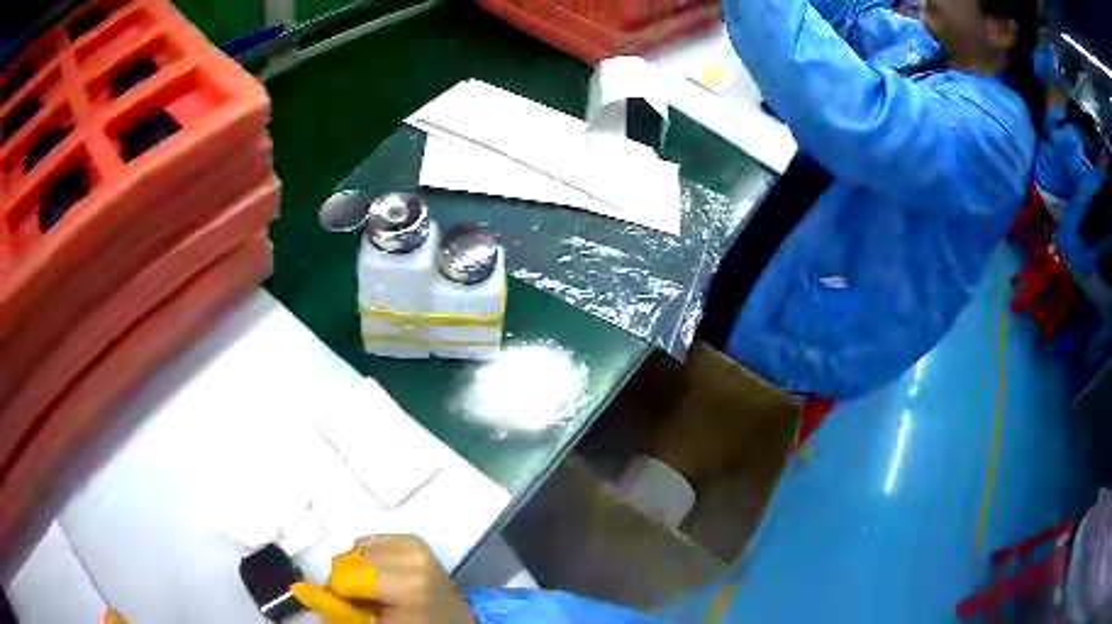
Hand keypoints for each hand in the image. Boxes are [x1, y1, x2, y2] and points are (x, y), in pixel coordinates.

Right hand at [292, 536, 474, 623]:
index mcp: (408, 584)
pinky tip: (383, 574)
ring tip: (377, 589)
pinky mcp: (413, 539)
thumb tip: (298, 588)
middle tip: (366, 601)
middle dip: (348, 580)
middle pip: (348, 559)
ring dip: (358, 568)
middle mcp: (413, 557)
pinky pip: (370, 541)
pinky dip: (369, 557)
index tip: (353, 608)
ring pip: (356, 549)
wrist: (452, 622)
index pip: (344, 577)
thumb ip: (337, 607)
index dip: (341, 594)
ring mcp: (415, 545)